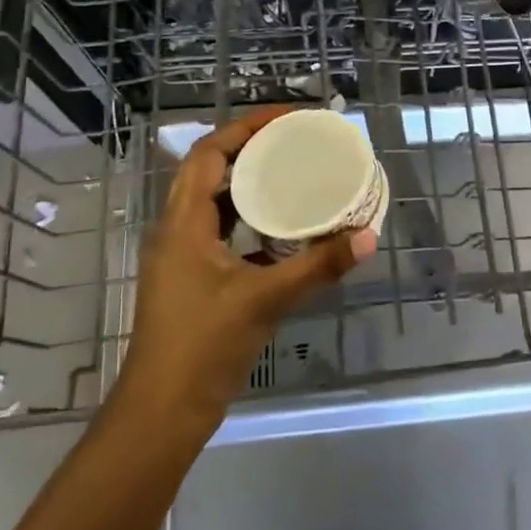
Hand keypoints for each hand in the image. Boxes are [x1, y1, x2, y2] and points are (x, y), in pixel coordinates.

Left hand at [116, 108, 376, 432]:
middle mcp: (177, 231)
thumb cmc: (204, 346)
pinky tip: (284, 228)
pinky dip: (250, 220)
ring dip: (248, 184)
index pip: (208, 154)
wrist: (163, 412)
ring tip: (292, 173)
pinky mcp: (193, 280)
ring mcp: (183, 257)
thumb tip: (367, 237)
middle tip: (295, 140)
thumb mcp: (266, 300)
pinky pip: (221, 232)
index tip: (286, 118)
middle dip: (250, 149)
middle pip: (209, 172)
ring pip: (214, 203)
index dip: (244, 128)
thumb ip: (318, 266)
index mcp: (183, 224)